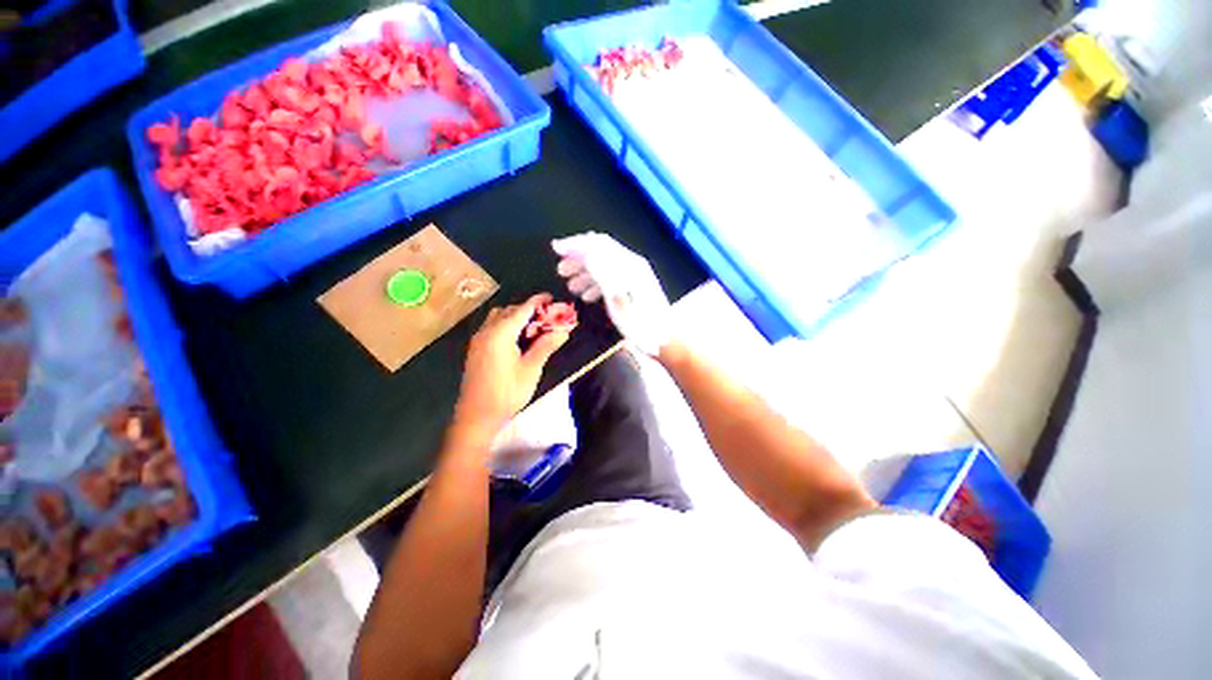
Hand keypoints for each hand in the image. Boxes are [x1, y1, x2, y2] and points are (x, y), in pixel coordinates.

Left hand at [452, 293, 570, 442]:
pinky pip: (492, 328)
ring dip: (516, 317)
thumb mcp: (531, 369)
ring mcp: (478, 340)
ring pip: (498, 318)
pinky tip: (518, 340)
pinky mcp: (476, 350)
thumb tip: (563, 330)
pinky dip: (507, 326)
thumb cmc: (507, 393)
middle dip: (528, 310)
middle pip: (509, 311)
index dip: (538, 302)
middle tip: (547, 318)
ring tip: (533, 328)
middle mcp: (486, 331)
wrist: (476, 416)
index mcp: (500, 333)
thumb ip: (546, 346)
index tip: (551, 297)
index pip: (523, 310)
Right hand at [552, 233, 672, 355]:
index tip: (555, 249)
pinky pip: (611, 278)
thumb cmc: (640, 323)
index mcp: (628, 264)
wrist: (664, 340)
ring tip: (571, 287)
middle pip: (600, 252)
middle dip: (577, 259)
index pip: (597, 244)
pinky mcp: (635, 287)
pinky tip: (588, 296)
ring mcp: (635, 276)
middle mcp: (632, 264)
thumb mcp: (618, 299)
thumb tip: (585, 251)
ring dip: (585, 273)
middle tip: (560, 271)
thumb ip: (602, 273)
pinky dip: (596, 283)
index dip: (575, 244)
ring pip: (604, 266)